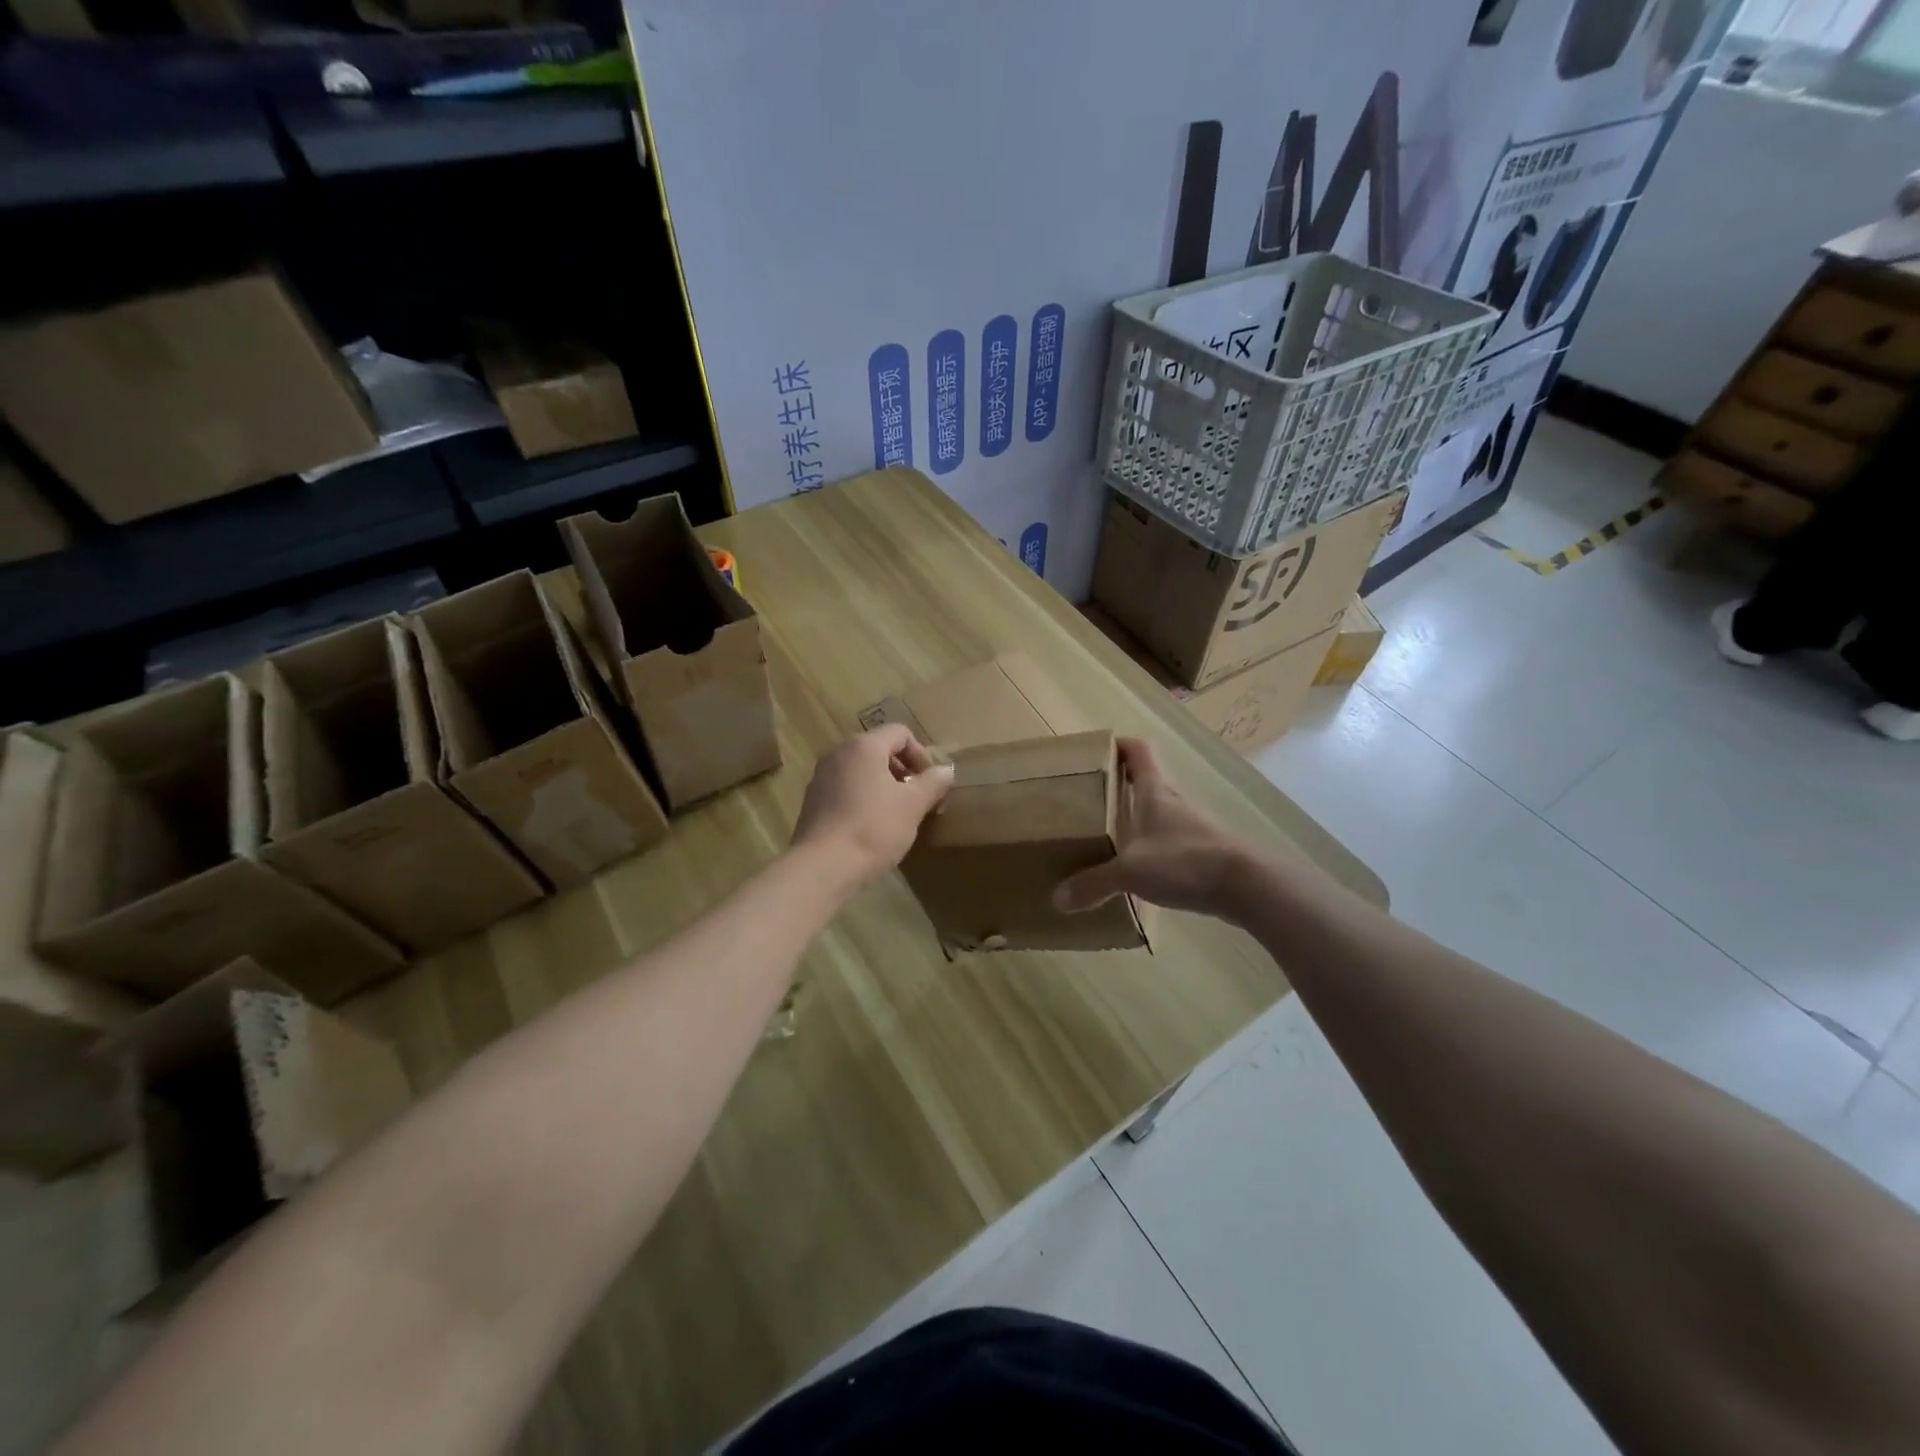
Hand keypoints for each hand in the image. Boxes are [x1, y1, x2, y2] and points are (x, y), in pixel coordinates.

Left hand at [792, 724, 953, 887]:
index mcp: (863, 746)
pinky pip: (845, 788)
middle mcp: (838, 754)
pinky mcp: (812, 801)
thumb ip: (932, 783)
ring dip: (884, 785)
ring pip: (861, 770)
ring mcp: (821, 777)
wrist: (823, 867)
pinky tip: (871, 827)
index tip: (930, 783)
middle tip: (917, 798)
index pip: (900, 733)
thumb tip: (946, 770)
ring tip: (897, 814)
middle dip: (903, 770)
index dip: (921, 754)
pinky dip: (863, 798)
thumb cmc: (874, 828)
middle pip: (879, 749)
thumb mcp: (913, 805)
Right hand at [1052, 737, 1254, 920]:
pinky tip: (1137, 870)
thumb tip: (1058, 900)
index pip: (1138, 750)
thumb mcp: (1130, 872)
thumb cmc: (1184, 860)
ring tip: (1107, 836)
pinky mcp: (1203, 852)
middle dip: (1119, 785)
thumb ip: (1093, 883)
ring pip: (1158, 813)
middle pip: (1146, 780)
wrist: (1246, 885)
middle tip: (1089, 798)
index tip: (1096, 751)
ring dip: (1136, 818)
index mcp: (1154, 791)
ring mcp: (1191, 827)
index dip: (1119, 744)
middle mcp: (1173, 802)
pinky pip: (1169, 842)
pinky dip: (1152, 848)